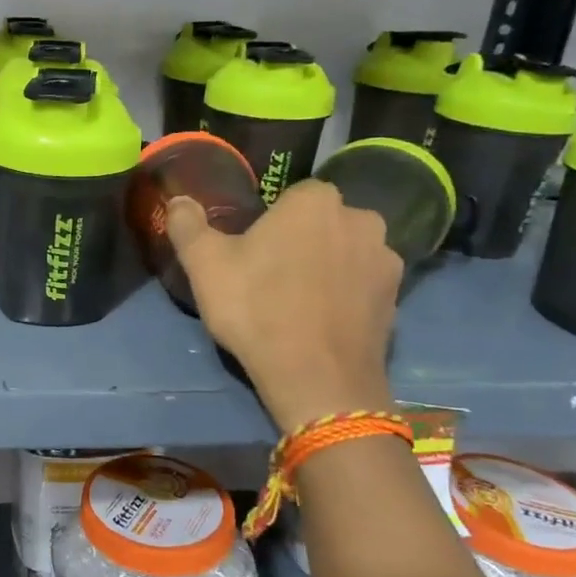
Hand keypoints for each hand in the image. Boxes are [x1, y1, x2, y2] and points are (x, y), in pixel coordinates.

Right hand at [168, 178, 401, 428]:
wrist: (317, 379)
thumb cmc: (257, 309)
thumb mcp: (205, 265)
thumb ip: (188, 225)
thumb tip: (178, 200)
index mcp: (315, 200)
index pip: (291, 197)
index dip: (270, 223)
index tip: (251, 252)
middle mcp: (360, 219)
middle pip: (323, 223)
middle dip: (303, 241)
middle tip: (271, 278)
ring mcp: (385, 260)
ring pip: (347, 254)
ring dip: (329, 268)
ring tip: (298, 304)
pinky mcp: (397, 299)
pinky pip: (363, 286)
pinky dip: (346, 297)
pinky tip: (322, 323)